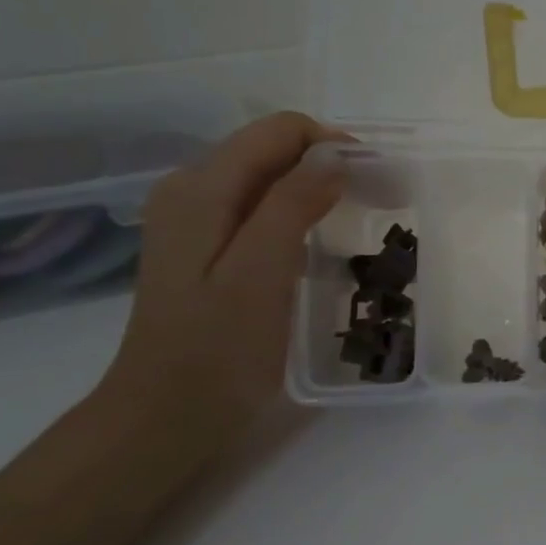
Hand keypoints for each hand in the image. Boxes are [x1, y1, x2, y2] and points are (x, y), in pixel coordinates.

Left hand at [97, 113, 348, 455]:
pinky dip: (298, 211)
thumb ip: (293, 204)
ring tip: (357, 220)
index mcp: (201, 188)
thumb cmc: (219, 348)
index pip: (279, 131)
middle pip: (272, 149)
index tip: (376, 180)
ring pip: (269, 177)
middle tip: (376, 201)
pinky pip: (260, 206)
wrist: (169, 413)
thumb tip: (334, 154)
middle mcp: (192, 189)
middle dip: (327, 163)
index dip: (332, 144)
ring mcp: (196, 218)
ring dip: (316, 187)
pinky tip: (318, 243)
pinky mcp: (206, 245)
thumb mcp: (261, 272)